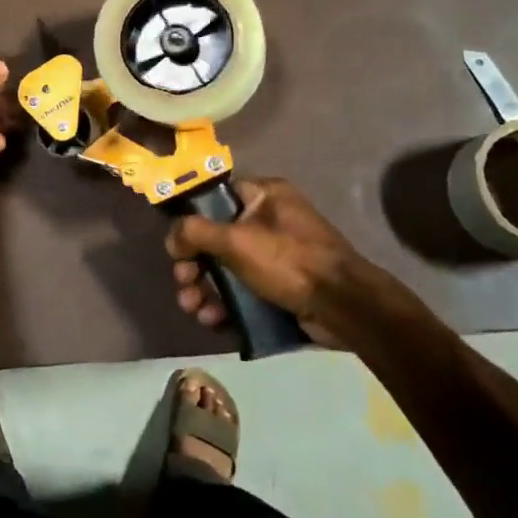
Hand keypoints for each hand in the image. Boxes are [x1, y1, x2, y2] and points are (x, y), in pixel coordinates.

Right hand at [164, 177, 390, 346]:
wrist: (345, 308)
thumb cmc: (289, 261)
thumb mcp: (236, 240)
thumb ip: (195, 232)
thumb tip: (172, 237)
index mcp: (264, 196)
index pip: (216, 198)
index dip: (192, 219)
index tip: (177, 244)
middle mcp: (270, 221)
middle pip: (216, 238)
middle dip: (194, 265)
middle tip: (183, 283)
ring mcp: (277, 256)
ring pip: (227, 269)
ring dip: (205, 289)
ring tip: (194, 309)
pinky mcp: (281, 287)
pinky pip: (244, 291)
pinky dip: (226, 305)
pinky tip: (214, 321)